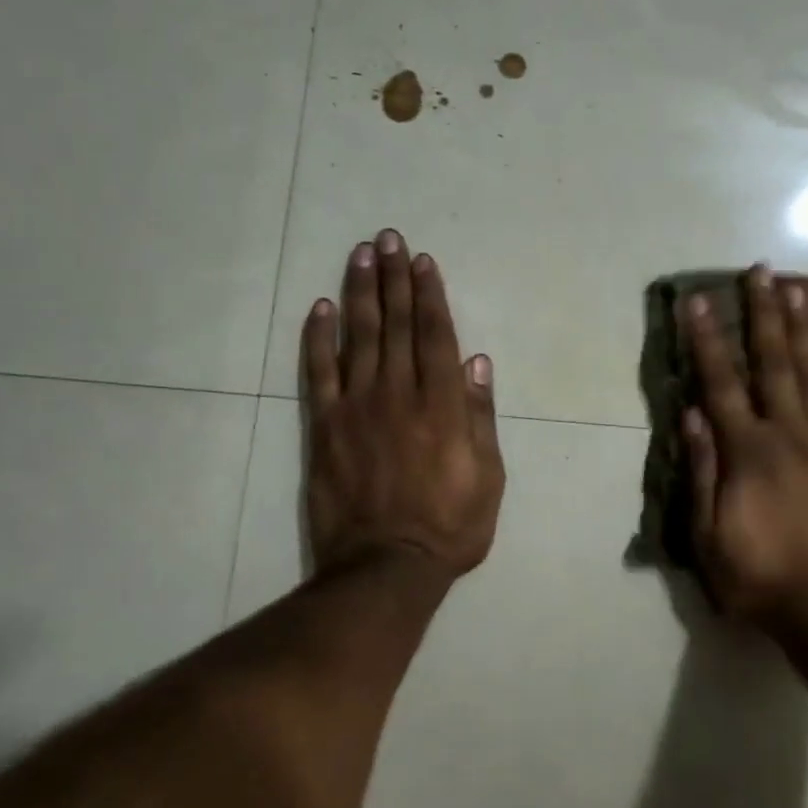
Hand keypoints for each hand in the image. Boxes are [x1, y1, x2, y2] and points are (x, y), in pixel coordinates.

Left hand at [302, 230, 503, 579]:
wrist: (385, 569)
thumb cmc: (449, 526)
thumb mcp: (488, 477)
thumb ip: (481, 417)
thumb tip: (477, 362)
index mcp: (442, 404)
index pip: (435, 335)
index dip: (430, 294)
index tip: (423, 261)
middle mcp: (399, 393)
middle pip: (397, 324)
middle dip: (394, 278)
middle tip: (389, 238)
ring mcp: (358, 407)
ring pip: (359, 336)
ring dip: (360, 292)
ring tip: (360, 255)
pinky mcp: (324, 427)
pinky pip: (319, 373)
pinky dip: (318, 338)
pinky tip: (319, 308)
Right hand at [683, 267, 807, 636]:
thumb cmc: (759, 577)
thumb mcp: (708, 535)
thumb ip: (700, 470)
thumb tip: (690, 413)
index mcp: (747, 451)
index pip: (721, 382)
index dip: (706, 339)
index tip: (697, 301)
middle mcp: (789, 433)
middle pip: (774, 362)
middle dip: (765, 312)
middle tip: (762, 270)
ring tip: (805, 287)